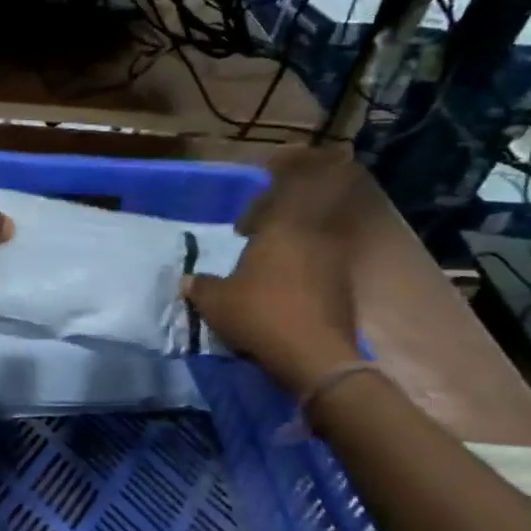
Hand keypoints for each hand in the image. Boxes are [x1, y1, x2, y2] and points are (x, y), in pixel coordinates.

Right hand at [184, 145, 361, 395]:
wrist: (315, 356)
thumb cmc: (261, 315)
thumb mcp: (216, 302)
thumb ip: (201, 286)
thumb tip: (188, 281)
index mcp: (283, 228)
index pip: (291, 184)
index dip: (281, 173)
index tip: (263, 177)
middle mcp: (314, 236)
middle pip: (308, 204)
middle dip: (281, 208)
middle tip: (252, 224)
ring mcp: (333, 261)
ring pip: (314, 233)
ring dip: (289, 238)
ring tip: (261, 255)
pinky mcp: (342, 287)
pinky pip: (319, 259)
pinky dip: (300, 262)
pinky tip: (279, 283)